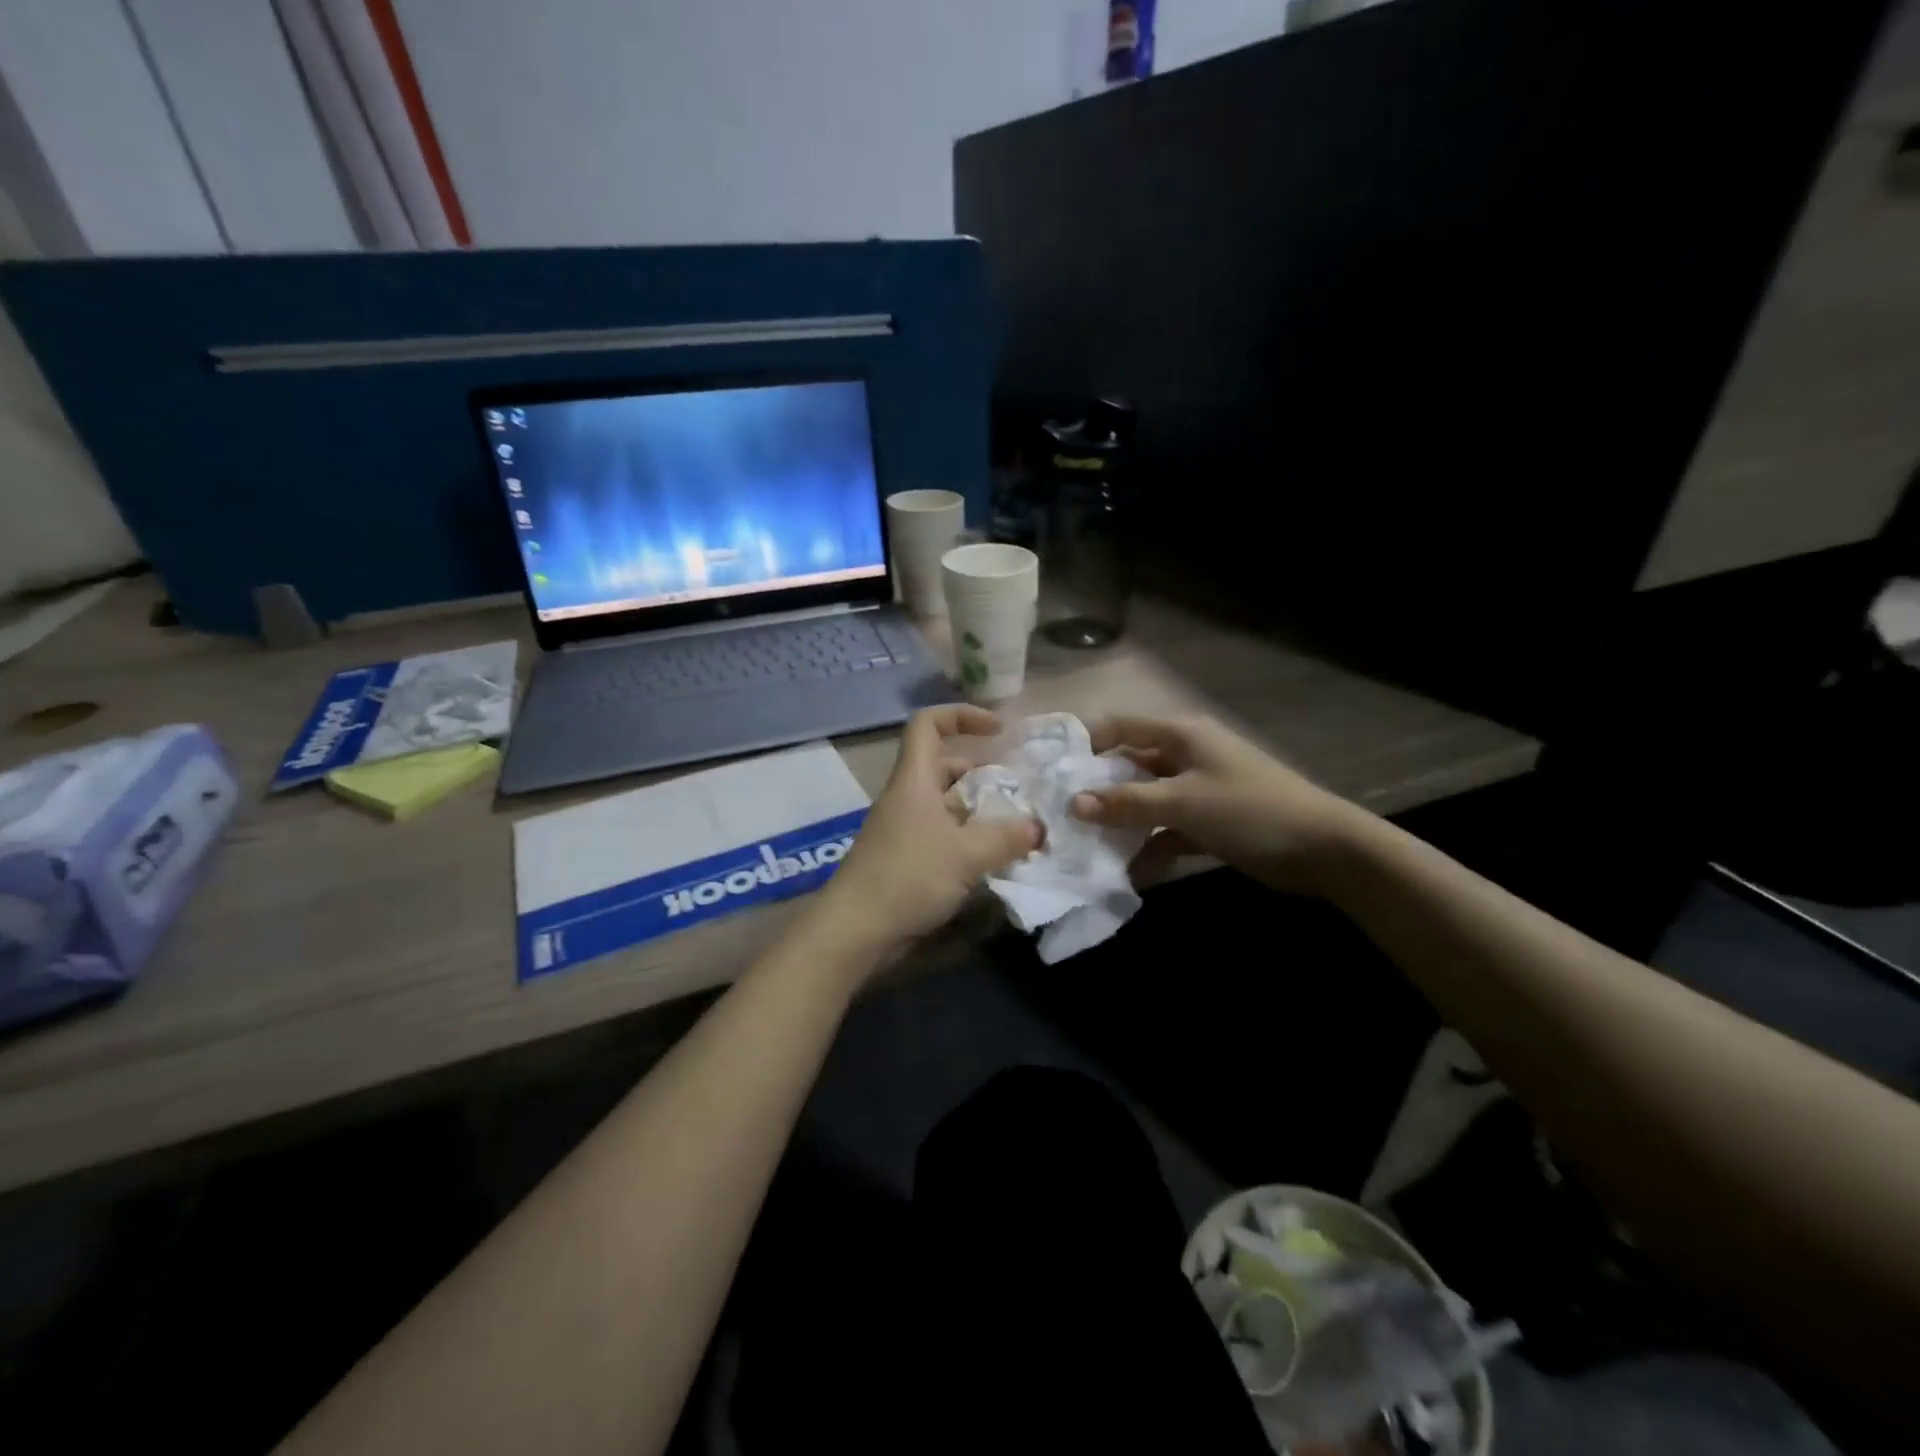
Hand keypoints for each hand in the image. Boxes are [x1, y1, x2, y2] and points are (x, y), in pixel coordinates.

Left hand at [814, 705, 1042, 957]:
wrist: (856, 929)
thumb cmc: (908, 876)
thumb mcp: (966, 854)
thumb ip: (1007, 837)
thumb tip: (1038, 827)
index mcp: (915, 780)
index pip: (928, 724)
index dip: (961, 715)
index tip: (997, 729)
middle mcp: (907, 797)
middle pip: (944, 767)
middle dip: (982, 772)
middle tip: (1019, 790)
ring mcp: (904, 829)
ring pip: (946, 805)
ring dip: (979, 810)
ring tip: (1016, 826)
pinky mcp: (905, 859)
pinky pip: (942, 835)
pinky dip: (968, 838)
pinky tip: (994, 858)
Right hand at [1069, 714, 1363, 893]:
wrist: (1324, 849)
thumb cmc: (1249, 811)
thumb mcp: (1182, 803)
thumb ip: (1126, 802)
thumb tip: (1072, 803)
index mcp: (1180, 735)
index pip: (1119, 726)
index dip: (1084, 743)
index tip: (1048, 769)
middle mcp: (1185, 755)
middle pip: (1128, 765)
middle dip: (1096, 790)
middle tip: (1058, 814)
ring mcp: (1197, 788)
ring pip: (1145, 800)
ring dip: (1121, 823)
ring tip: (1083, 847)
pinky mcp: (1208, 820)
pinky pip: (1167, 828)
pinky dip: (1150, 846)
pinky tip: (1129, 873)